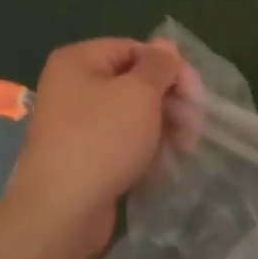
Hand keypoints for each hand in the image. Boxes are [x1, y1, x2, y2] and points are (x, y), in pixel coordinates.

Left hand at [0, 38, 202, 258]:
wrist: (60, 212)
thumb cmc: (102, 140)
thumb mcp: (139, 93)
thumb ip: (159, 66)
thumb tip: (166, 45)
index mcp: (78, 61)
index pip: (134, 49)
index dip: (169, 68)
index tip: (195, 94)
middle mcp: (73, 87)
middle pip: (135, 83)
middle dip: (170, 101)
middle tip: (196, 125)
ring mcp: (77, 125)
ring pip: (132, 115)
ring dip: (164, 127)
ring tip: (186, 149)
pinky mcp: (84, 158)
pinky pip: (122, 143)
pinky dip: (146, 149)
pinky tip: (166, 165)